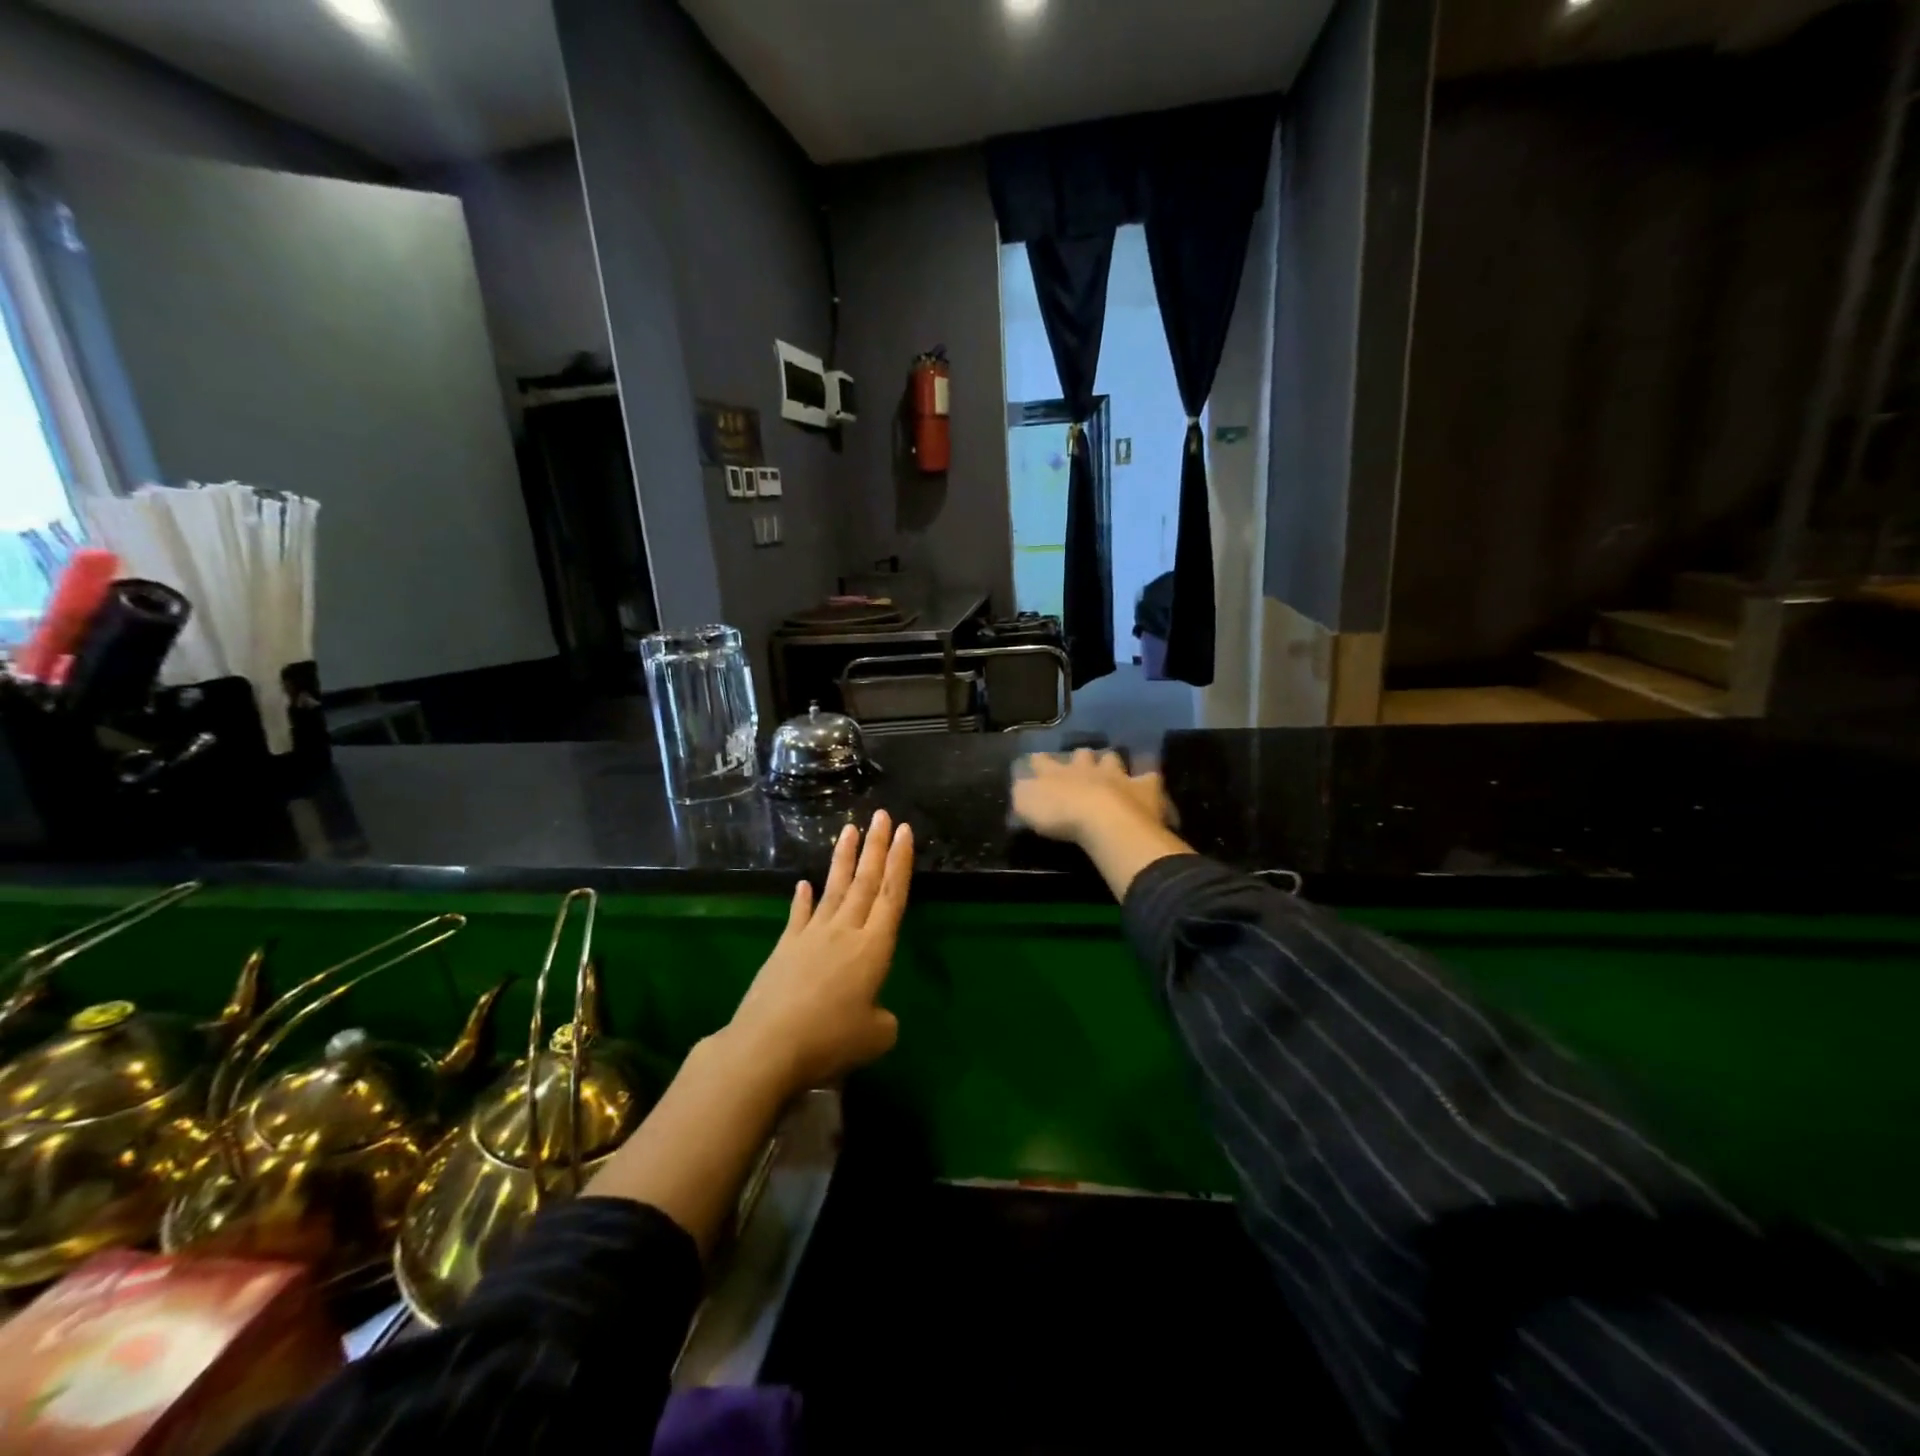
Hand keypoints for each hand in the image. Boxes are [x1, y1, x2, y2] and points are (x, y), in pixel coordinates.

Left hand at [723, 810, 913, 1094]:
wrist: (768, 1045)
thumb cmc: (830, 1040)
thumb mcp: (875, 1037)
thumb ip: (884, 1020)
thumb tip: (876, 1014)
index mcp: (873, 949)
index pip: (892, 896)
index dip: (900, 863)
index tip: (904, 832)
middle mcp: (845, 932)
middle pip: (865, 882)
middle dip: (876, 847)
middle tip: (882, 815)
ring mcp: (812, 936)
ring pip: (834, 889)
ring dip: (844, 858)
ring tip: (849, 829)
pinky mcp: (785, 948)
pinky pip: (799, 915)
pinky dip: (802, 899)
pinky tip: (803, 884)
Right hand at [1011, 748, 1170, 844]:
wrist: (1105, 820)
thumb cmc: (1061, 815)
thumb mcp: (1027, 805)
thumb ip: (1023, 793)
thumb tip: (1021, 786)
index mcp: (1056, 773)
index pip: (1043, 762)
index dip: (1039, 761)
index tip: (1036, 760)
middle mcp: (1086, 769)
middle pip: (1082, 755)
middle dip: (1080, 758)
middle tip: (1079, 763)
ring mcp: (1117, 776)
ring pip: (1113, 760)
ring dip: (1110, 763)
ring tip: (1111, 769)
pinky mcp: (1143, 788)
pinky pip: (1148, 778)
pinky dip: (1147, 779)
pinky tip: (1148, 782)